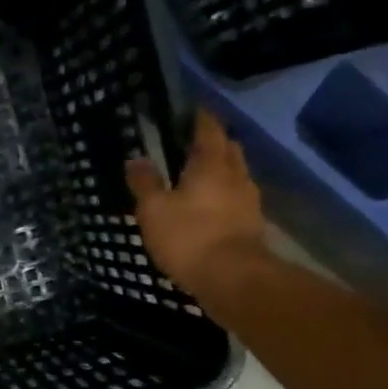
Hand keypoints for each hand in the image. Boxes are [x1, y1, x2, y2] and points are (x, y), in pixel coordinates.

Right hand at [126, 108, 268, 290]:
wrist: (232, 278)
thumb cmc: (189, 237)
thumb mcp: (154, 210)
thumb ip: (145, 183)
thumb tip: (136, 159)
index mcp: (211, 164)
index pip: (209, 129)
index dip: (200, 117)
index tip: (191, 110)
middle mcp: (236, 175)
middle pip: (229, 149)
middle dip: (214, 143)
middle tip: (193, 144)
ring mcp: (248, 201)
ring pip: (236, 175)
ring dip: (222, 172)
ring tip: (201, 178)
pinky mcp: (252, 225)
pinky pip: (238, 200)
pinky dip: (225, 198)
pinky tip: (212, 209)